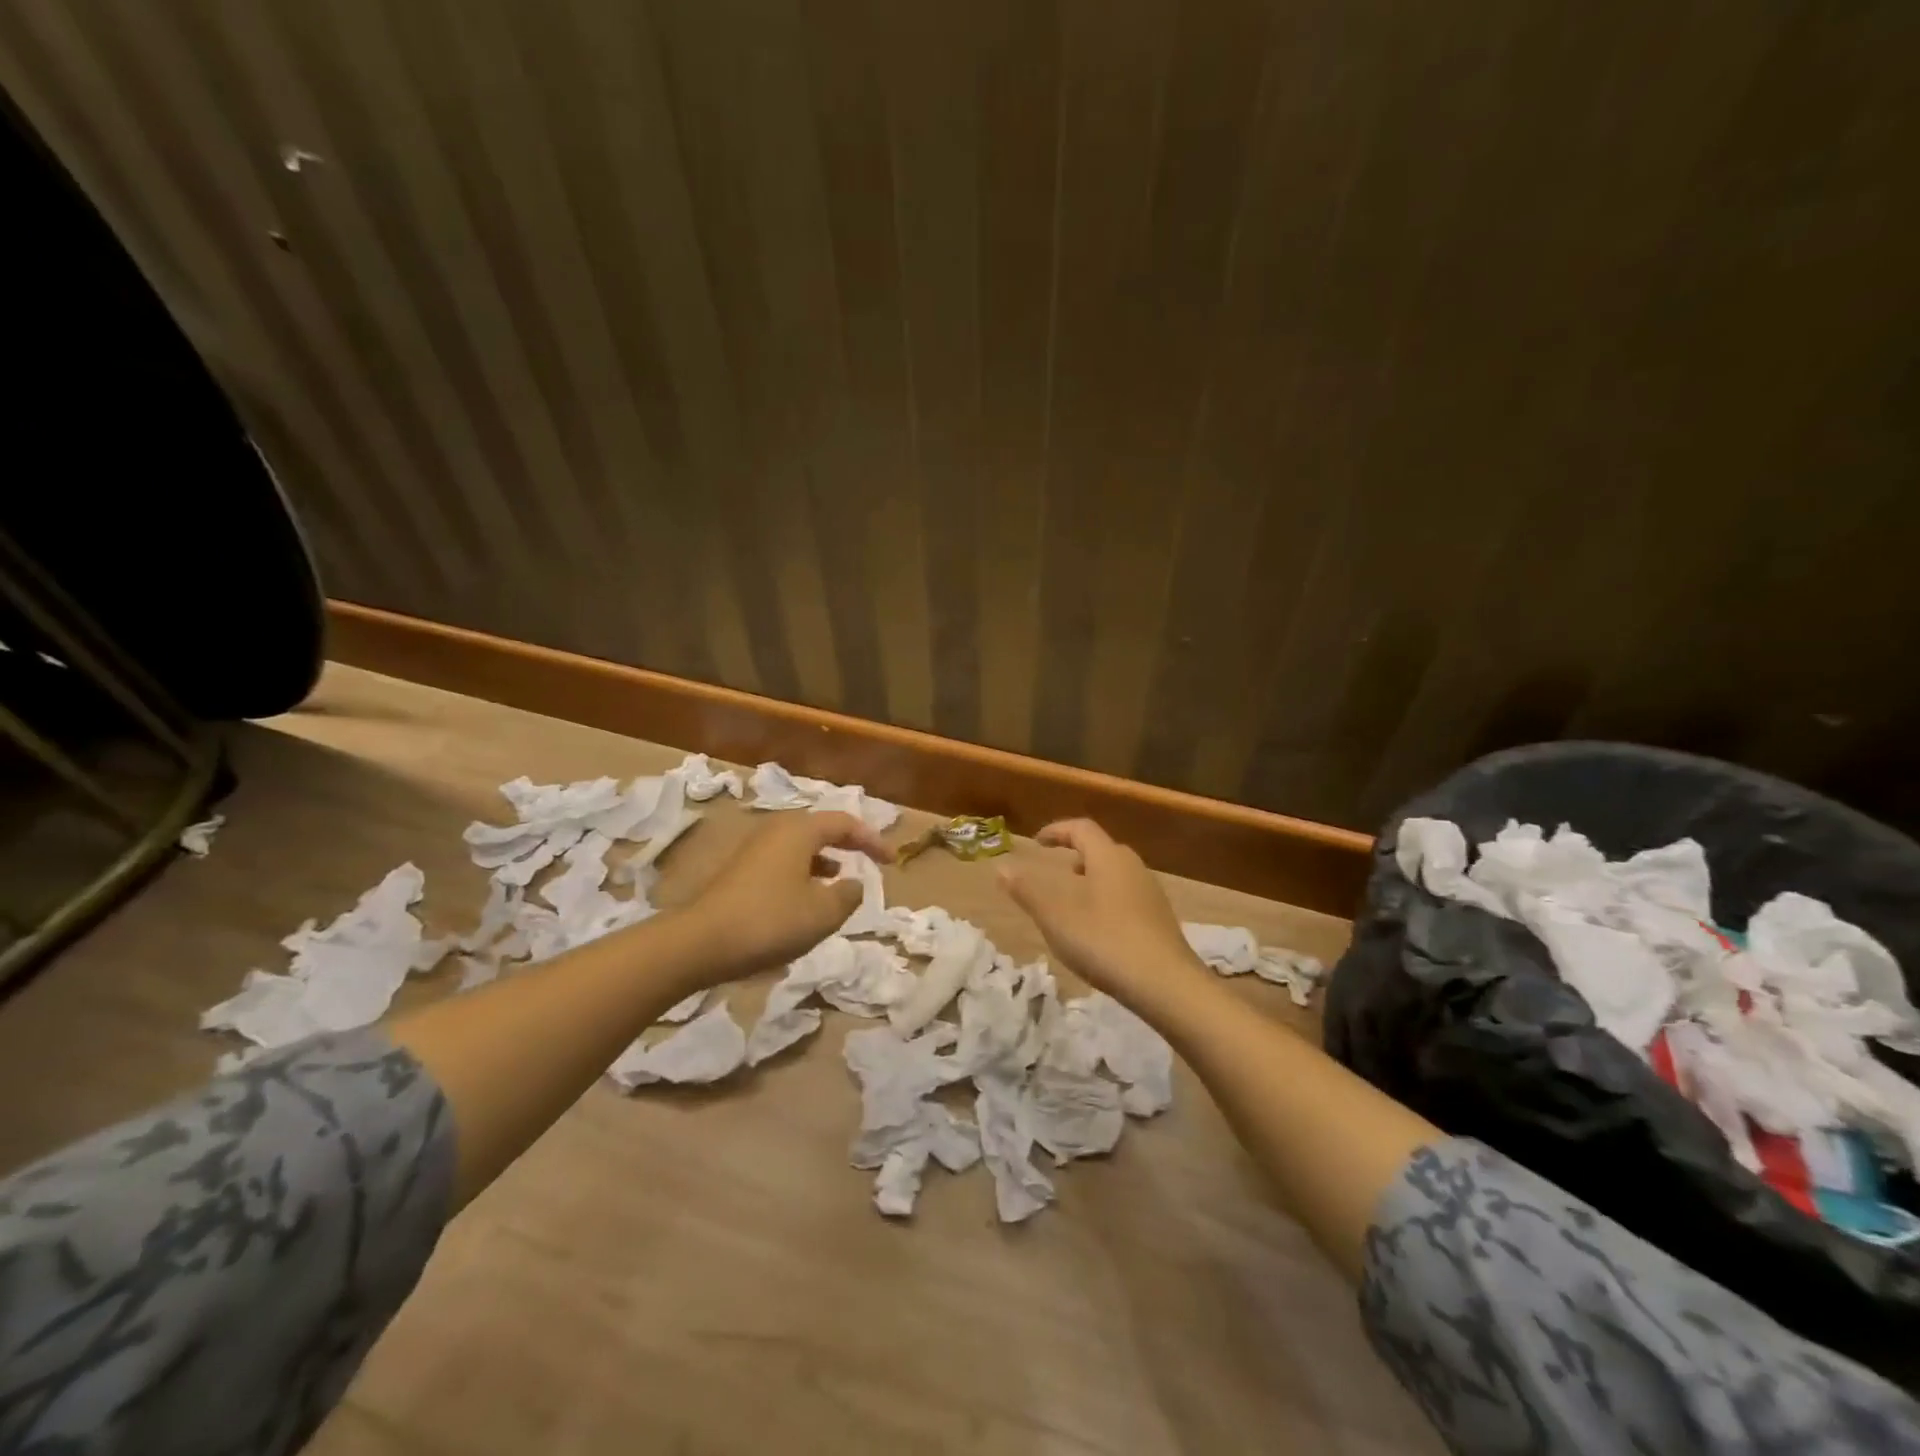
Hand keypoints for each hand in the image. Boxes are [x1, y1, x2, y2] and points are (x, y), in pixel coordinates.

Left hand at [682, 811, 894, 978]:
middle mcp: (776, 830)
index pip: (845, 822)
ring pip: (800, 846)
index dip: (873, 840)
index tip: (892, 861)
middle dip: (848, 844)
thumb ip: (849, 895)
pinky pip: (783, 861)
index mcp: (800, 830)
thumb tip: (854, 883)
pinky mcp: (739, 871)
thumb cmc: (769, 921)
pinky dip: (803, 872)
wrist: (699, 944)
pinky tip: (805, 898)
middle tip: (869, 860)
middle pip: (820, 828)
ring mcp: (754, 850)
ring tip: (841, 879)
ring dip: (825, 859)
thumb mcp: (823, 913)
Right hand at [998, 818, 1211, 1017]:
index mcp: (1108, 857)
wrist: (1166, 984)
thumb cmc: (1104, 940)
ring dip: (1091, 880)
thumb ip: (1027, 890)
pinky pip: (1127, 897)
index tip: (1036, 842)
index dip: (1057, 830)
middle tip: (1055, 869)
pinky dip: (1106, 901)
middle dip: (1075, 855)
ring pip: (1115, 874)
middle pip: (1102, 849)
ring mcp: (1151, 893)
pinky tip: (1098, 930)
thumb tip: (1002, 867)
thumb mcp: (1055, 916)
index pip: (1081, 828)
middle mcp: (1133, 866)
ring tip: (1072, 902)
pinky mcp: (1160, 920)